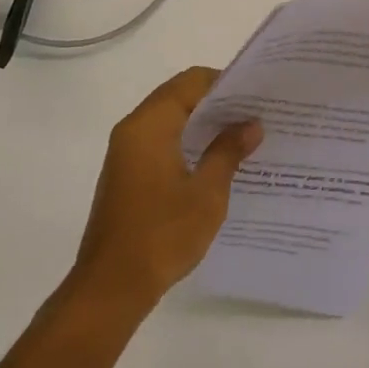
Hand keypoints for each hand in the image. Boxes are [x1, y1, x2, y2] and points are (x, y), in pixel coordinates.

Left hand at [70, 66, 262, 313]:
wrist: (112, 286)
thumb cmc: (162, 235)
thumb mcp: (206, 193)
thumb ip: (228, 151)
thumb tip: (251, 124)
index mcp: (149, 125)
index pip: (190, 82)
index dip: (224, 82)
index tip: (256, 94)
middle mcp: (133, 130)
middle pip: (177, 96)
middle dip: (216, 102)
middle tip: (255, 113)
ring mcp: (126, 153)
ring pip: (169, 120)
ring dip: (202, 123)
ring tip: (242, 135)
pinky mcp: (127, 174)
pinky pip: (160, 141)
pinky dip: (187, 141)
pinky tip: (215, 160)